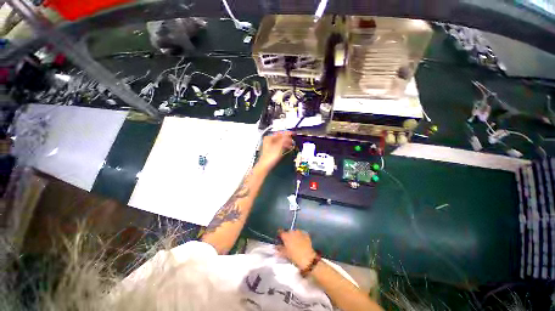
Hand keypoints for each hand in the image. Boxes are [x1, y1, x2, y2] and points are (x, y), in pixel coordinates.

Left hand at [257, 132, 293, 170]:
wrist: (265, 166)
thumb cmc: (270, 156)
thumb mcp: (279, 146)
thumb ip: (284, 139)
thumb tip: (289, 134)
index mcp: (269, 137)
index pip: (280, 133)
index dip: (287, 133)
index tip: (293, 133)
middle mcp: (268, 140)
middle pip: (280, 137)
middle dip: (287, 138)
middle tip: (293, 140)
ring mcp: (269, 145)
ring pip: (279, 142)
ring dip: (286, 142)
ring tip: (291, 144)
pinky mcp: (271, 151)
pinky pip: (279, 146)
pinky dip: (283, 146)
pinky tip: (287, 148)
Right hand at [277, 229, 316, 269]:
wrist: (308, 259)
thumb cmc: (294, 257)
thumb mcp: (285, 254)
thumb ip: (280, 249)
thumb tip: (276, 246)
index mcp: (286, 235)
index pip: (280, 232)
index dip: (280, 235)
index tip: (280, 239)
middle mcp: (292, 231)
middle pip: (288, 231)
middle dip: (288, 236)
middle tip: (288, 243)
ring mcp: (299, 232)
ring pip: (295, 232)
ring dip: (294, 235)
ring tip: (295, 242)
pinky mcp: (305, 234)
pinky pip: (301, 233)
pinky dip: (300, 236)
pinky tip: (301, 242)